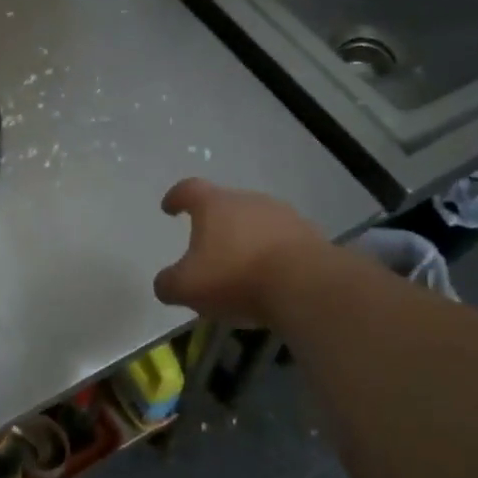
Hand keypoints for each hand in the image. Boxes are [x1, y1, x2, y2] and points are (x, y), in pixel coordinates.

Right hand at [154, 179, 327, 324]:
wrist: (306, 285)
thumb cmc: (236, 277)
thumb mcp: (187, 288)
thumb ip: (168, 283)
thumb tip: (166, 283)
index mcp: (214, 204)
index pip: (189, 189)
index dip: (176, 197)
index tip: (169, 208)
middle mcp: (249, 200)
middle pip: (226, 204)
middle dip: (215, 224)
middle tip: (206, 248)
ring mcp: (284, 216)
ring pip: (256, 222)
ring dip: (246, 239)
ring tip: (240, 267)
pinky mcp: (311, 236)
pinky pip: (282, 241)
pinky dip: (272, 254)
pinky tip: (270, 278)